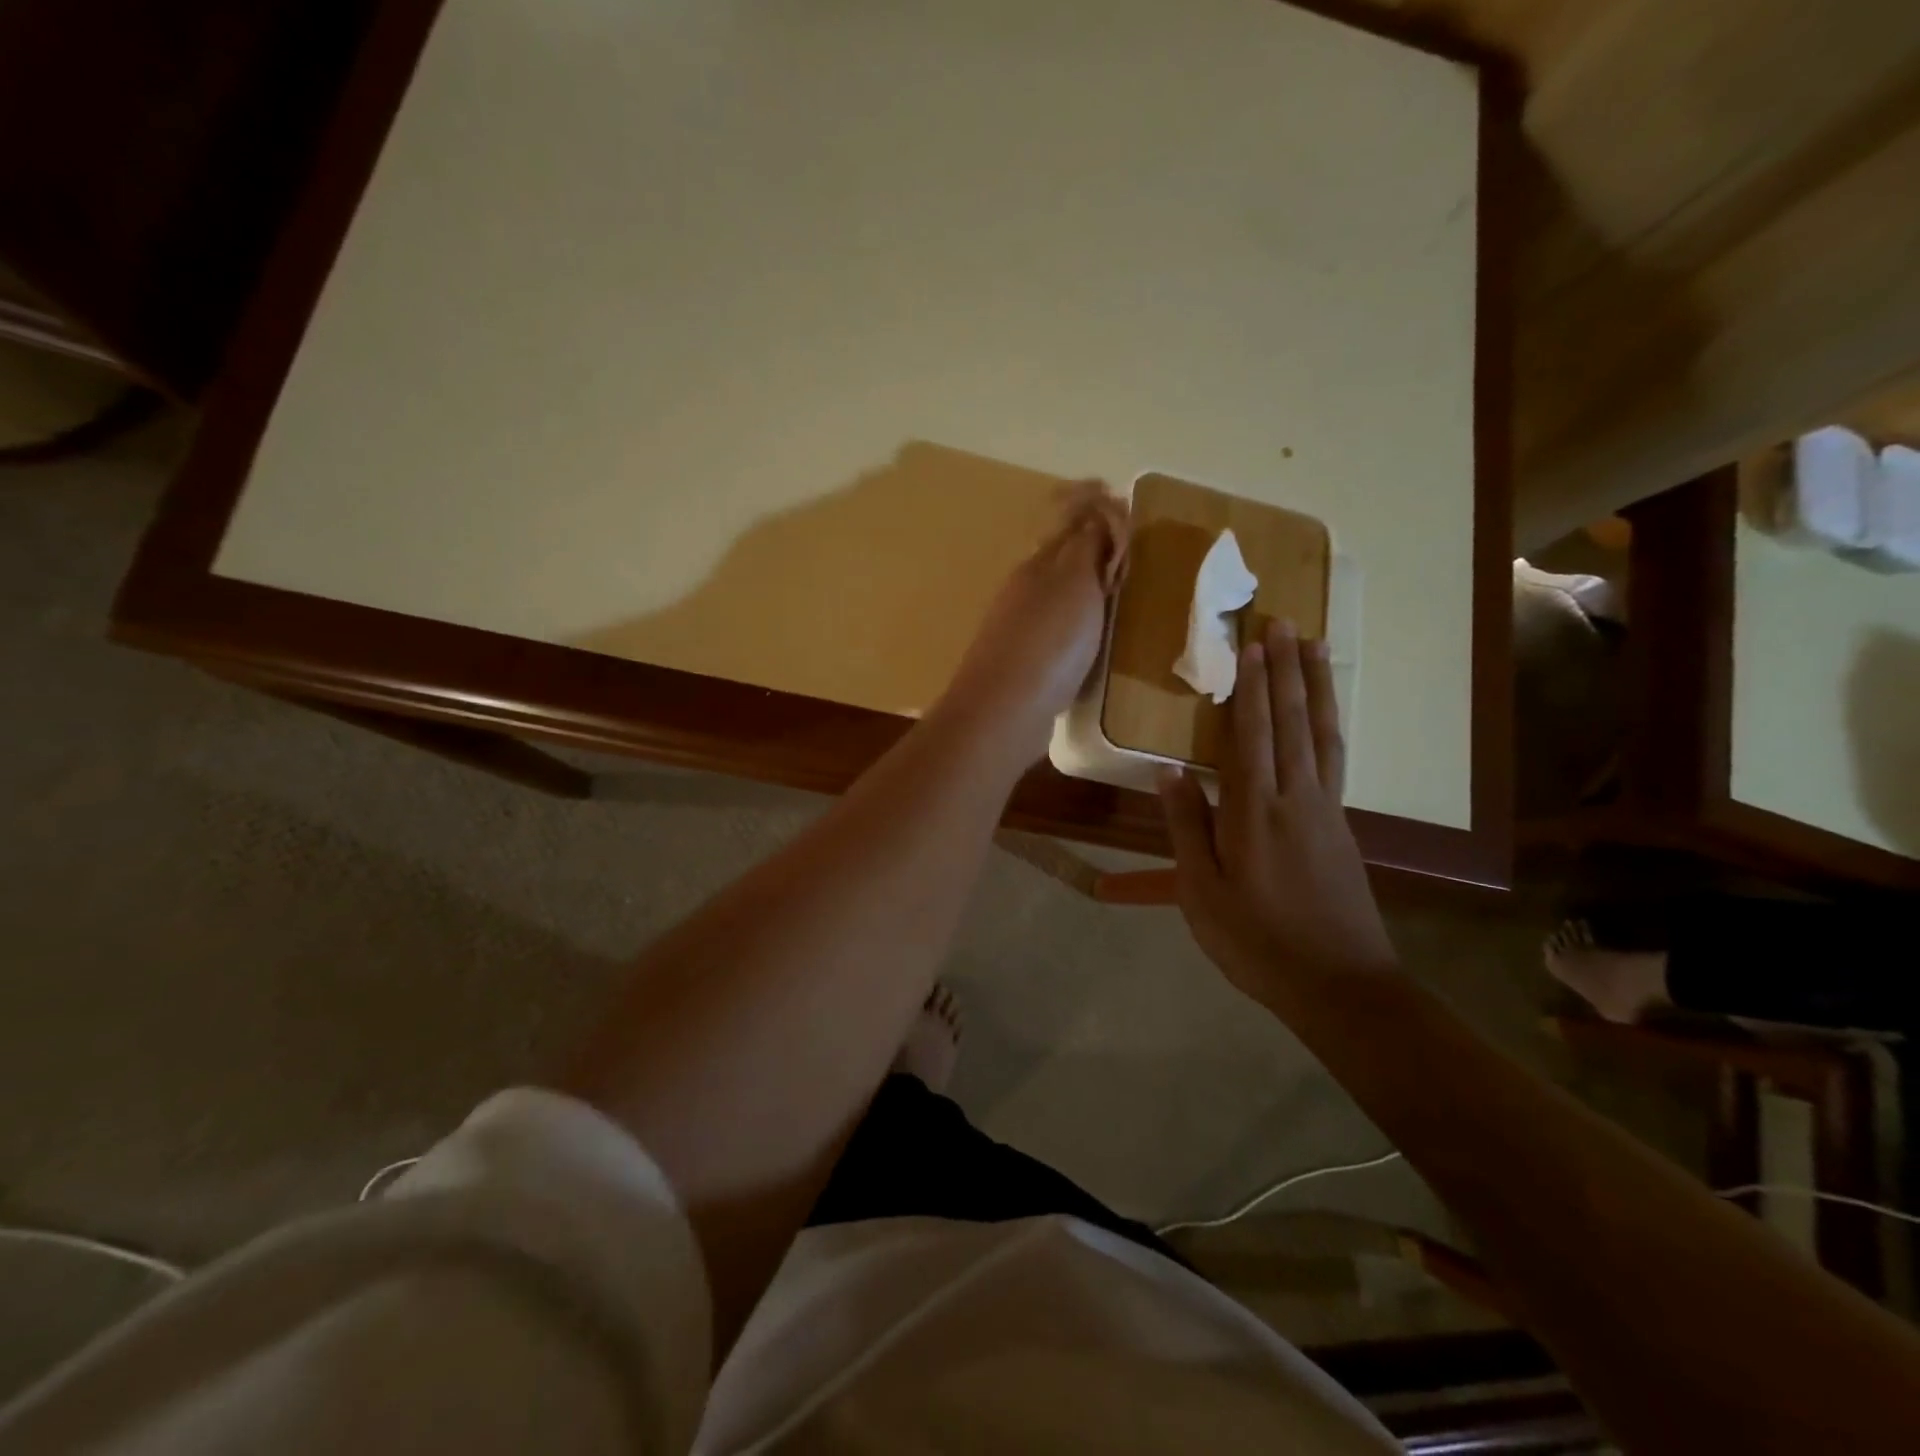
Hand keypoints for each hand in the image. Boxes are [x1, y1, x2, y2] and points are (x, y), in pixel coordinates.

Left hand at [940, 482, 1127, 761]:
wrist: (1005, 712)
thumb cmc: (1048, 642)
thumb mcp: (1074, 582)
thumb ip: (1087, 544)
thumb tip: (1098, 507)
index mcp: (1037, 563)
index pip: (1066, 519)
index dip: (1095, 506)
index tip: (1126, 506)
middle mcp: (1025, 590)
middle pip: (1064, 558)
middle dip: (1097, 548)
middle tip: (1133, 560)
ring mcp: (1022, 629)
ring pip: (1061, 596)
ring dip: (1091, 590)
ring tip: (1124, 600)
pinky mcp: (1027, 665)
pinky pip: (1060, 631)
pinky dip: (1082, 626)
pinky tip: (1097, 643)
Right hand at [1157, 620, 1396, 1008]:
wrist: (1340, 985)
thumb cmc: (1256, 941)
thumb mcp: (1202, 892)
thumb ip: (1186, 826)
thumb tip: (1169, 770)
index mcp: (1255, 811)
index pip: (1252, 733)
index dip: (1251, 686)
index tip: (1252, 642)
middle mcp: (1296, 797)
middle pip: (1291, 721)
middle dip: (1285, 669)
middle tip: (1283, 622)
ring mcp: (1326, 810)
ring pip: (1322, 733)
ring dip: (1315, 686)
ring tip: (1314, 647)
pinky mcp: (1341, 826)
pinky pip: (1334, 758)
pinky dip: (1329, 724)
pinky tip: (1325, 715)